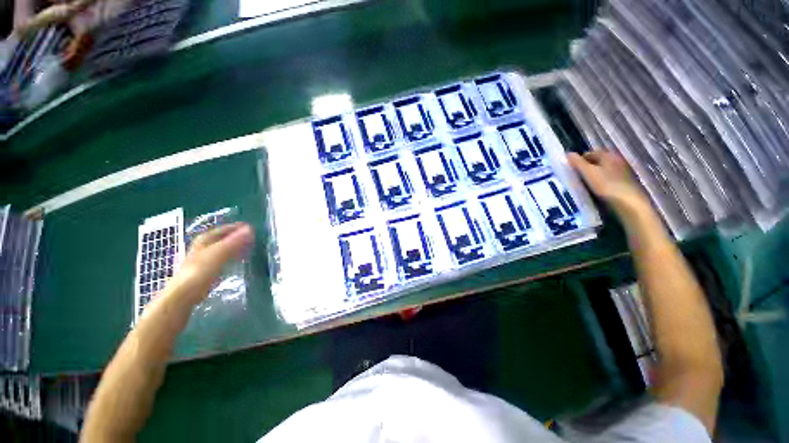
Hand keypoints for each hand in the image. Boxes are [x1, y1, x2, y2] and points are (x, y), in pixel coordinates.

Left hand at [164, 223, 254, 305]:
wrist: (185, 293)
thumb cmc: (201, 270)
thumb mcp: (219, 253)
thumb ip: (234, 241)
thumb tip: (250, 229)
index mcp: (205, 239)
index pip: (224, 229)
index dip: (238, 228)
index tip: (252, 229)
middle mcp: (203, 246)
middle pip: (223, 238)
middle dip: (237, 237)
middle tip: (253, 239)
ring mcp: (203, 258)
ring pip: (223, 248)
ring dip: (235, 247)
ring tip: (248, 249)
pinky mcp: (206, 269)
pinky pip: (222, 258)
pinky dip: (231, 257)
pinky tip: (237, 261)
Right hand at [568, 151, 649, 216]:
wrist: (629, 202)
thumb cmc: (606, 185)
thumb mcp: (588, 172)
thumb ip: (577, 163)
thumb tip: (568, 153)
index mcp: (608, 155)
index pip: (589, 154)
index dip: (578, 161)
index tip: (570, 171)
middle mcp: (617, 160)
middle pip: (597, 162)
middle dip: (586, 168)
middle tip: (576, 178)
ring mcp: (622, 171)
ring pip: (602, 170)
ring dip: (593, 176)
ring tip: (584, 185)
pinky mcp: (624, 182)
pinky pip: (608, 179)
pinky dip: (601, 182)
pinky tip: (596, 190)